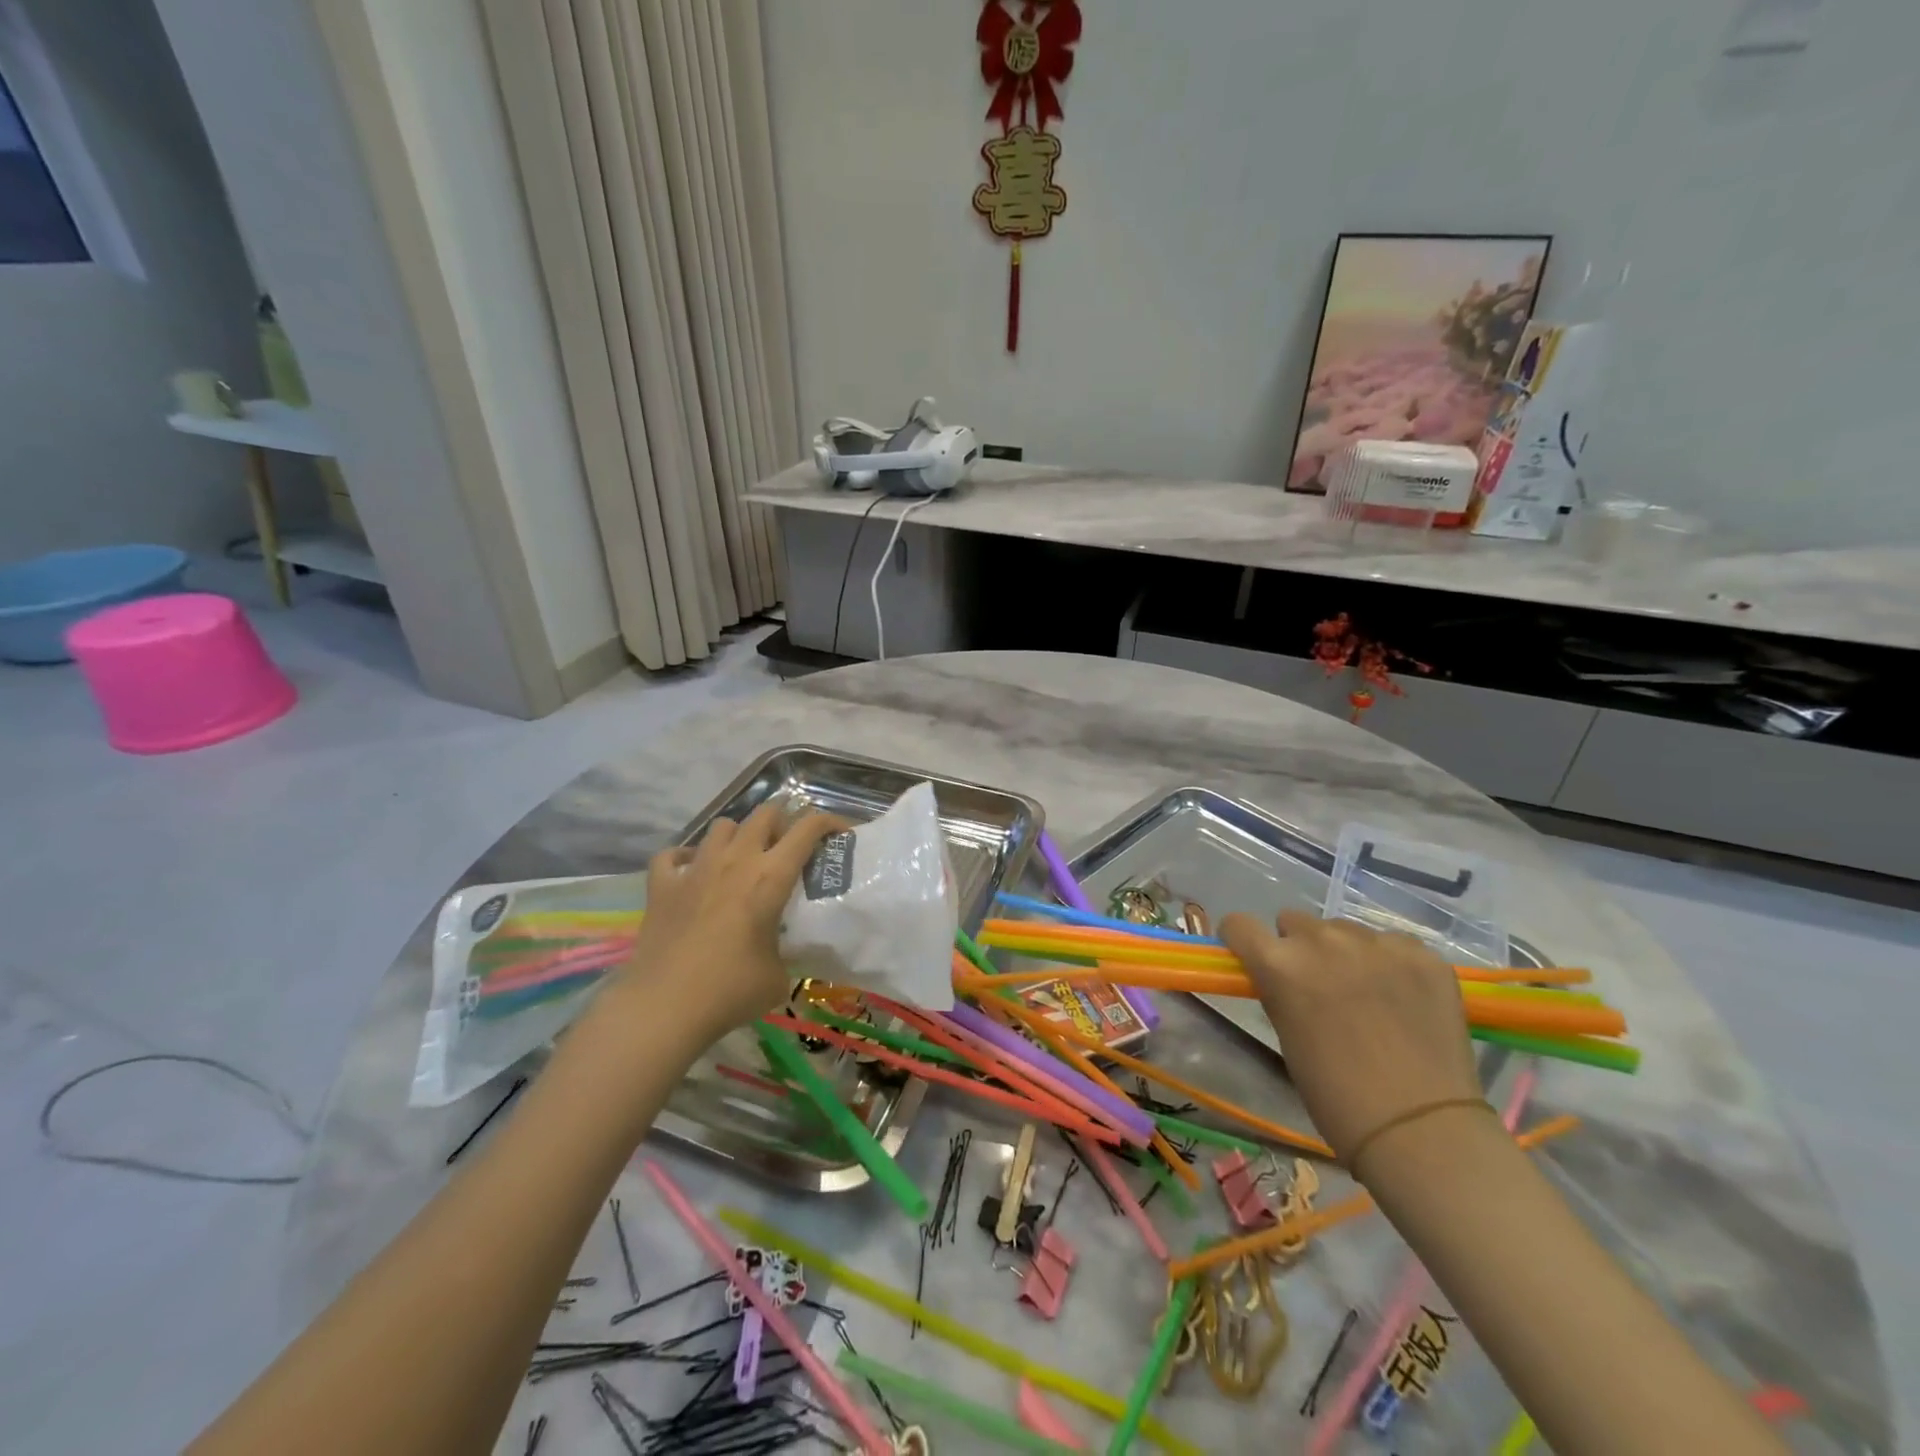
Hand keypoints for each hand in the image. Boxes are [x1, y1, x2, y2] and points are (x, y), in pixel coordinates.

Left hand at [609, 801, 845, 1040]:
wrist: (665, 1007)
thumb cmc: (731, 990)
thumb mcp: (779, 975)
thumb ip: (785, 951)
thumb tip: (780, 953)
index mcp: (770, 877)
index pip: (807, 828)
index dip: (829, 822)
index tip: (840, 833)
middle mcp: (735, 860)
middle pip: (765, 813)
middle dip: (783, 820)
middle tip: (789, 845)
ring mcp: (695, 869)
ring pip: (722, 826)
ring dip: (738, 835)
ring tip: (742, 858)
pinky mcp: (662, 886)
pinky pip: (673, 855)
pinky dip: (685, 858)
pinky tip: (691, 873)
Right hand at [1220, 910, 1480, 1168]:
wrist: (1421, 1130)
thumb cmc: (1336, 1095)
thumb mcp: (1287, 1036)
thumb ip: (1279, 991)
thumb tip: (1281, 977)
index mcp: (1280, 964)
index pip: (1240, 924)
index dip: (1242, 940)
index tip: (1252, 956)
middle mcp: (1323, 941)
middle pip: (1295, 921)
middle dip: (1298, 947)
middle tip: (1317, 985)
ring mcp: (1377, 944)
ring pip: (1345, 930)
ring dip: (1345, 952)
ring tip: (1367, 994)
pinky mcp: (1422, 955)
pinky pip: (1393, 944)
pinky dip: (1390, 963)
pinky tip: (1403, 999)